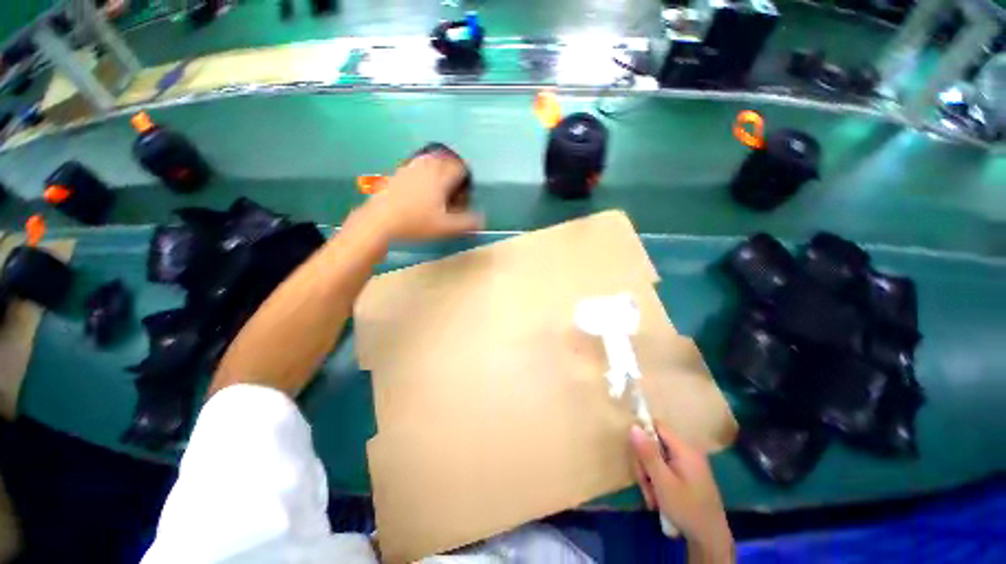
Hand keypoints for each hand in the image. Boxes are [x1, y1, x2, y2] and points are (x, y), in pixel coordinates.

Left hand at [356, 150, 482, 241]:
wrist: (380, 220)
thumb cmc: (416, 223)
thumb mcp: (446, 227)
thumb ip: (467, 223)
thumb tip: (483, 220)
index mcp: (440, 176)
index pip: (460, 167)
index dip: (465, 179)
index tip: (463, 194)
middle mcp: (426, 166)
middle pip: (446, 161)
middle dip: (452, 173)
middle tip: (452, 192)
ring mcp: (410, 167)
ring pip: (430, 161)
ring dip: (438, 171)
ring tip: (437, 190)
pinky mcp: (397, 173)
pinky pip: (416, 166)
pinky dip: (423, 174)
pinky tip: (419, 191)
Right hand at [630, 423, 733, 561]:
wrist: (710, 540)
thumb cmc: (687, 509)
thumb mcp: (663, 482)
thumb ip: (648, 453)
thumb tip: (633, 426)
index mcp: (684, 449)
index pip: (657, 426)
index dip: (643, 433)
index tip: (635, 452)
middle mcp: (687, 453)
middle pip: (654, 444)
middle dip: (645, 464)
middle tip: (645, 484)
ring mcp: (688, 466)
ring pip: (657, 459)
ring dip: (650, 477)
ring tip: (652, 498)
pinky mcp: (687, 477)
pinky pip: (665, 470)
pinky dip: (658, 482)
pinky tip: (658, 499)